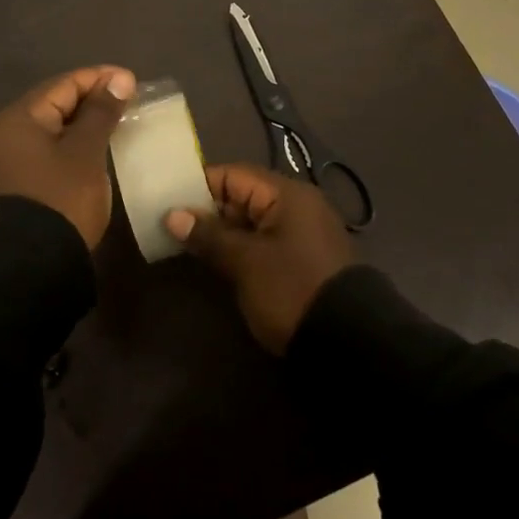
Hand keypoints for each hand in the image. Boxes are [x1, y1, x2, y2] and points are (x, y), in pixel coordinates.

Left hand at [0, 66, 135, 248]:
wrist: (34, 265)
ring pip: (56, 125)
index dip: (100, 78)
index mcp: (20, 118)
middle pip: (57, 102)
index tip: (134, 81)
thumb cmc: (62, 198)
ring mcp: (13, 157)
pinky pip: (53, 145)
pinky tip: (101, 144)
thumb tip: (120, 79)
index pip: (64, 84)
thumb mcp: (87, 151)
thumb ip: (102, 112)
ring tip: (121, 119)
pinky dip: (77, 140)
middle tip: (131, 100)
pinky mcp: (23, 178)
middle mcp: (10, 131)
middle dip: (94, 98)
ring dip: (87, 120)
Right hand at [166, 163, 354, 352]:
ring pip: (252, 222)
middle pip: (243, 196)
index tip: (167, 200)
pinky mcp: (303, 260)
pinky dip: (240, 247)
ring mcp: (302, 233)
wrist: (350, 343)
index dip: (199, 185)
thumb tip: (173, 215)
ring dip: (222, 232)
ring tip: (184, 244)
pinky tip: (216, 261)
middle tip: (170, 226)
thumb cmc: (292, 289)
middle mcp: (297, 205)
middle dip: (207, 210)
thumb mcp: (246, 262)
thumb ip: (209, 235)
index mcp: (287, 194)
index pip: (234, 175)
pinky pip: (264, 241)